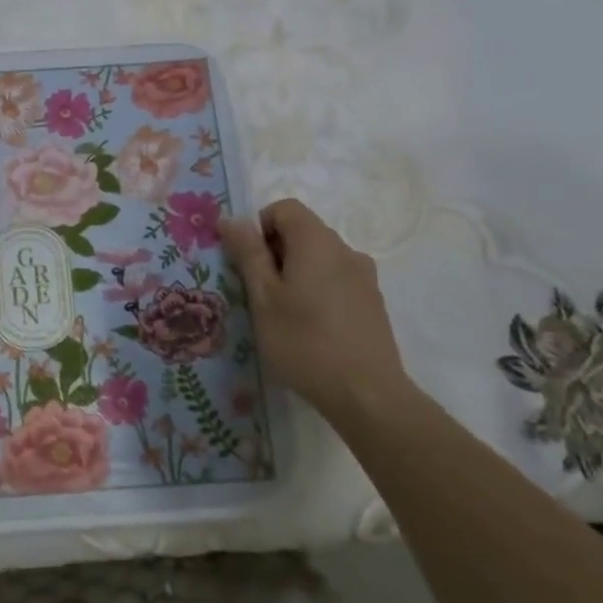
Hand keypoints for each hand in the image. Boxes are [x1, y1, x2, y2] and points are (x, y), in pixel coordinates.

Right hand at [219, 198, 409, 417]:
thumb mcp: (263, 297)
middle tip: (259, 293)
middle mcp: (345, 250)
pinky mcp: (373, 302)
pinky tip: (310, 328)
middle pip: (302, 232)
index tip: (248, 263)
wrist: (367, 394)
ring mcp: (364, 277)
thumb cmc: (304, 342)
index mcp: (317, 242)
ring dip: (295, 273)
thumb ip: (248, 253)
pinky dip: (316, 290)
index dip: (259, 227)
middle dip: (274, 252)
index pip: (284, 208)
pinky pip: (336, 280)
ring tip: (283, 314)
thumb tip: (229, 219)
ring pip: (319, 258)